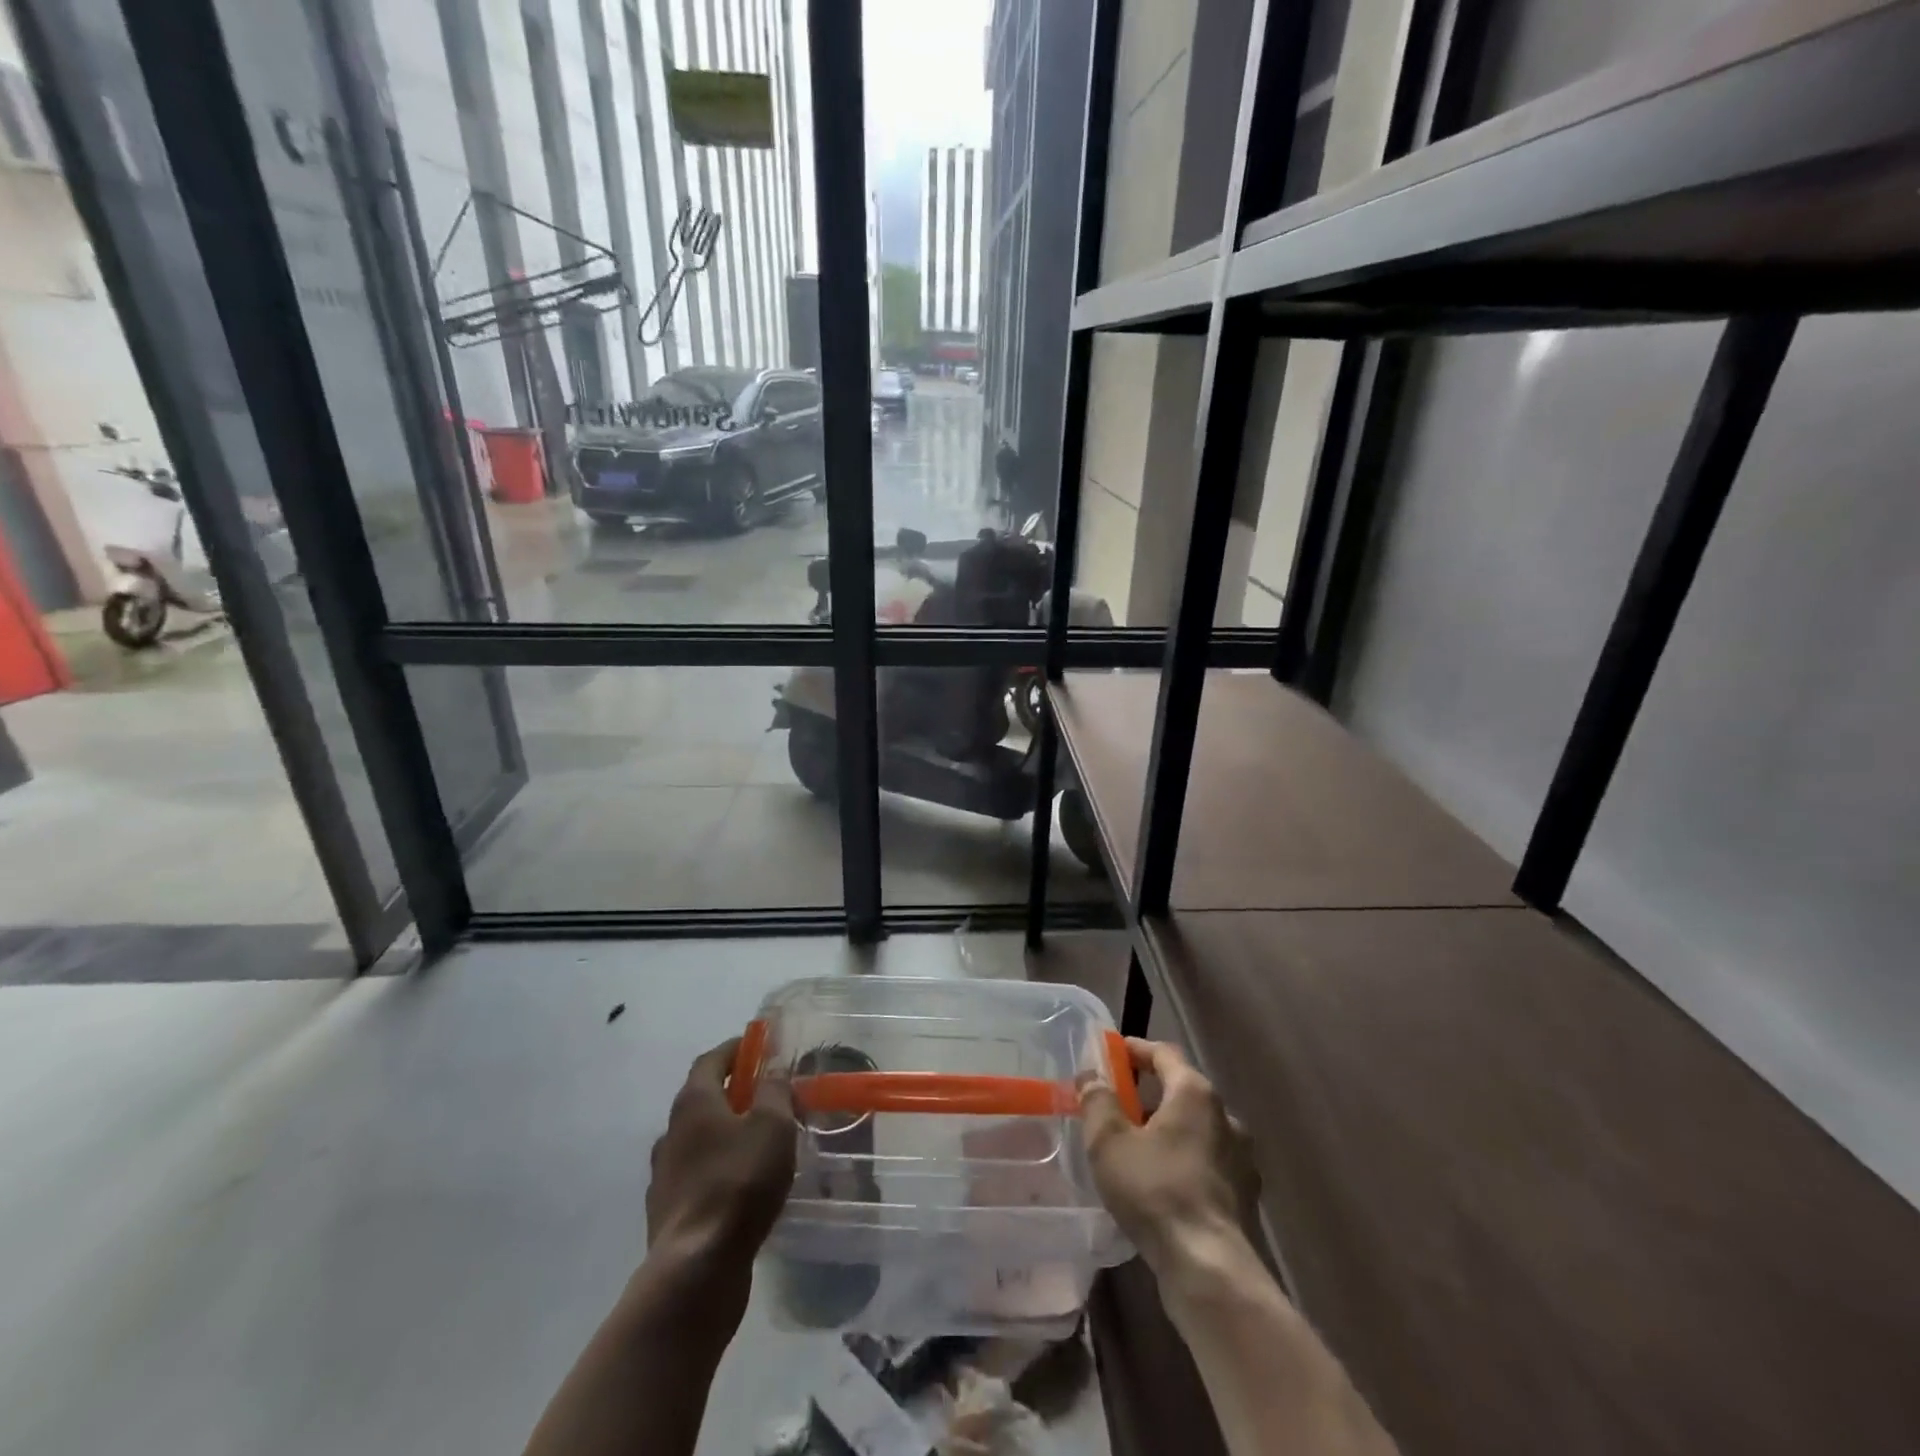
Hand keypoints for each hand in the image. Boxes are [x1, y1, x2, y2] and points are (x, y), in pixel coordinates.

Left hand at [646, 1039, 795, 1268]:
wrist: (696, 1268)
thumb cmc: (739, 1182)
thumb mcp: (772, 1125)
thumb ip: (774, 1091)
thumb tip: (772, 1071)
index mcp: (693, 1103)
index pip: (711, 1060)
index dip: (735, 1049)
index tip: (758, 1046)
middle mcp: (671, 1132)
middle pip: (702, 1099)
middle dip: (733, 1092)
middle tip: (766, 1095)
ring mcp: (665, 1175)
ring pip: (699, 1140)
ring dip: (725, 1134)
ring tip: (758, 1144)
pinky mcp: (668, 1213)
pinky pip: (697, 1177)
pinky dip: (719, 1170)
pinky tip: (742, 1186)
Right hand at [1081, 1038, 1259, 1274]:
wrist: (1211, 1269)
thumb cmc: (1156, 1191)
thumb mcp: (1109, 1142)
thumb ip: (1097, 1101)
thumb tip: (1091, 1076)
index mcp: (1194, 1093)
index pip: (1164, 1053)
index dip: (1135, 1050)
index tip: (1110, 1055)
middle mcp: (1225, 1116)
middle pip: (1182, 1091)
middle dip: (1148, 1094)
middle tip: (1117, 1107)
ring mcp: (1241, 1157)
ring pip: (1197, 1129)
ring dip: (1168, 1131)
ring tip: (1136, 1151)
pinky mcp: (1245, 1195)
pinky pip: (1208, 1163)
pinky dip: (1184, 1162)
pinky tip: (1163, 1186)